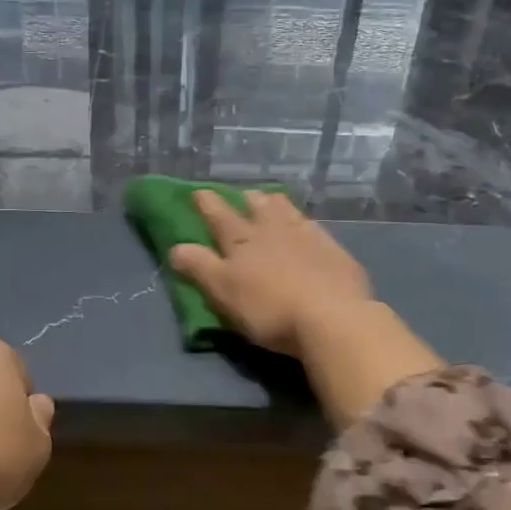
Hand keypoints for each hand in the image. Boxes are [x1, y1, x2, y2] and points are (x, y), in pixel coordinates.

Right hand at [168, 190, 373, 357]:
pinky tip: (307, 226)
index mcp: (242, 241)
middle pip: (257, 207)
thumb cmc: (269, 308)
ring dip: (275, 204)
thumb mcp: (224, 292)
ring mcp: (307, 237)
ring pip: (287, 212)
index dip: (207, 204)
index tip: (199, 192)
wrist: (332, 317)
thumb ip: (200, 268)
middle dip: (246, 200)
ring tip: (271, 200)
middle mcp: (273, 230)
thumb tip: (176, 248)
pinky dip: (304, 223)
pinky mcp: (334, 251)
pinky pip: (314, 227)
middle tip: (242, 194)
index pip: (220, 217)